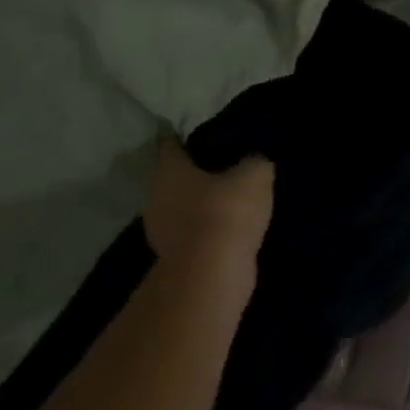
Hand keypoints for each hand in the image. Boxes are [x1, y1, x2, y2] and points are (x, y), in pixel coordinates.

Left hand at [143, 135, 273, 275]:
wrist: (213, 277)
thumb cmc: (226, 211)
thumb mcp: (254, 175)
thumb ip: (253, 161)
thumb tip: (253, 162)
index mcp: (168, 170)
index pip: (170, 144)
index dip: (184, 136)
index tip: (201, 133)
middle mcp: (155, 197)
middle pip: (173, 178)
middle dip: (194, 173)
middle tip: (222, 166)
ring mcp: (160, 233)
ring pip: (180, 208)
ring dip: (199, 205)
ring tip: (229, 199)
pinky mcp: (172, 261)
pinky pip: (190, 235)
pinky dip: (205, 231)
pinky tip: (228, 229)